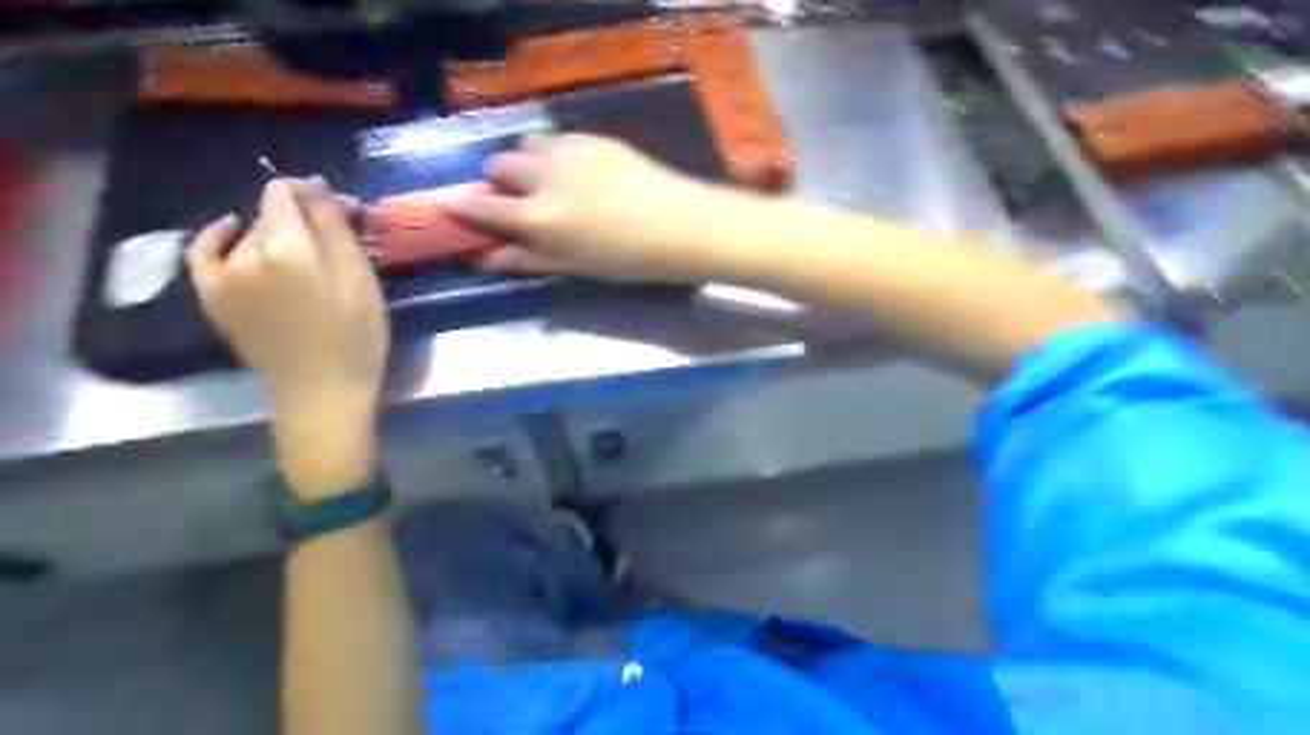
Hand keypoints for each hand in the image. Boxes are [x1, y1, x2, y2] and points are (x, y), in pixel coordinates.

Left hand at [188, 179, 386, 416]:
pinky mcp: (211, 295)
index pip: (288, 193)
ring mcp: (221, 274)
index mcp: (287, 246)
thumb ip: (335, 227)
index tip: (344, 211)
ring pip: (249, 232)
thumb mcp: (360, 278)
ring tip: (307, 254)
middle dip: (304, 216)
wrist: (321, 390)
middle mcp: (245, 252)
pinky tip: (231, 229)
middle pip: (271, 213)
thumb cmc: (355, 335)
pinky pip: (203, 251)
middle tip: (337, 236)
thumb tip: (315, 185)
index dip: (316, 195)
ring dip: (278, 233)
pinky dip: (218, 236)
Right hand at [443, 133, 742, 280]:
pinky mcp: (595, 139)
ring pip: (528, 144)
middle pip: (499, 164)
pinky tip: (579, 172)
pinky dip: (556, 153)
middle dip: (501, 181)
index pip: (481, 206)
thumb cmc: (629, 261)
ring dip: (528, 161)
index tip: (450, 207)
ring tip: (550, 180)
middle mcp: (544, 176)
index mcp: (538, 217)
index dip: (460, 207)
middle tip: (520, 200)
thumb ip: (526, 259)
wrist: (682, 226)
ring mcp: (570, 151)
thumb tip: (487, 258)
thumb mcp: (573, 268)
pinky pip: (559, 138)